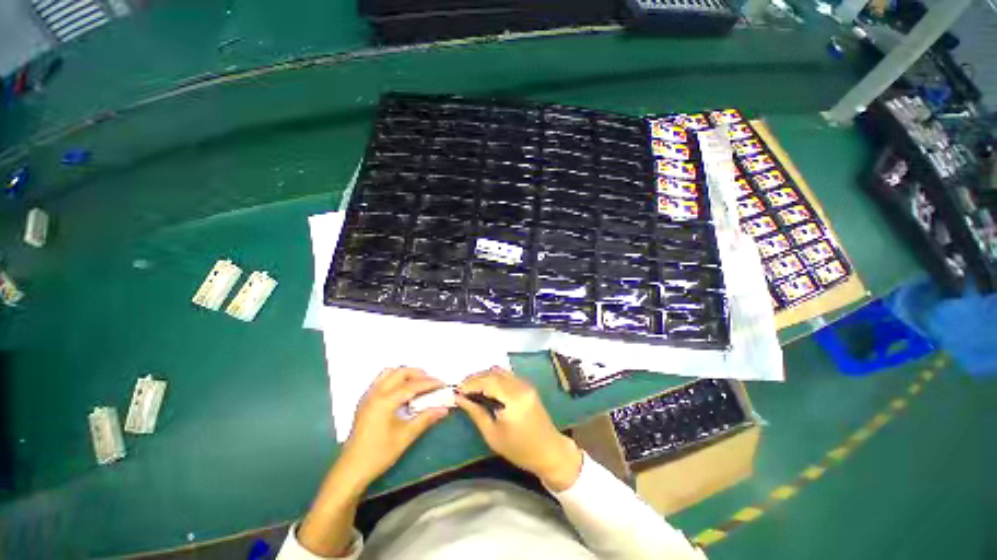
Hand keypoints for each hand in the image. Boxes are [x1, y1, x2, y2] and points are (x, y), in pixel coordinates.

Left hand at [338, 367, 449, 487]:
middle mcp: (375, 393)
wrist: (351, 470)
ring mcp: (368, 396)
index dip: (429, 383)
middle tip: (431, 382)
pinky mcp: (365, 401)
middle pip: (400, 372)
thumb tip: (444, 409)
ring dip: (405, 374)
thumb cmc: (379, 454)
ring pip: (389, 373)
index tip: (442, 383)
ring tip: (418, 384)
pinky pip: (381, 380)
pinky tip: (402, 392)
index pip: (411, 385)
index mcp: (384, 401)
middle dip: (417, 374)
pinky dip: (395, 379)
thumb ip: (425, 419)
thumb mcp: (405, 436)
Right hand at [457, 367, 582, 490]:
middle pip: (493, 373)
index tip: (456, 390)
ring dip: (484, 376)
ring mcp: (525, 384)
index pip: (487, 381)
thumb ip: (476, 413)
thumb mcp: (493, 435)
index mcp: (513, 399)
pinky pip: (507, 375)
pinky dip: (494, 378)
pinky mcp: (527, 385)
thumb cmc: (520, 449)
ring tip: (471, 388)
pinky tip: (486, 387)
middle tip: (461, 388)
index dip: (470, 383)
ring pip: (500, 371)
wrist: (549, 451)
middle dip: (475, 378)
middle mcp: (520, 386)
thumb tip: (459, 398)